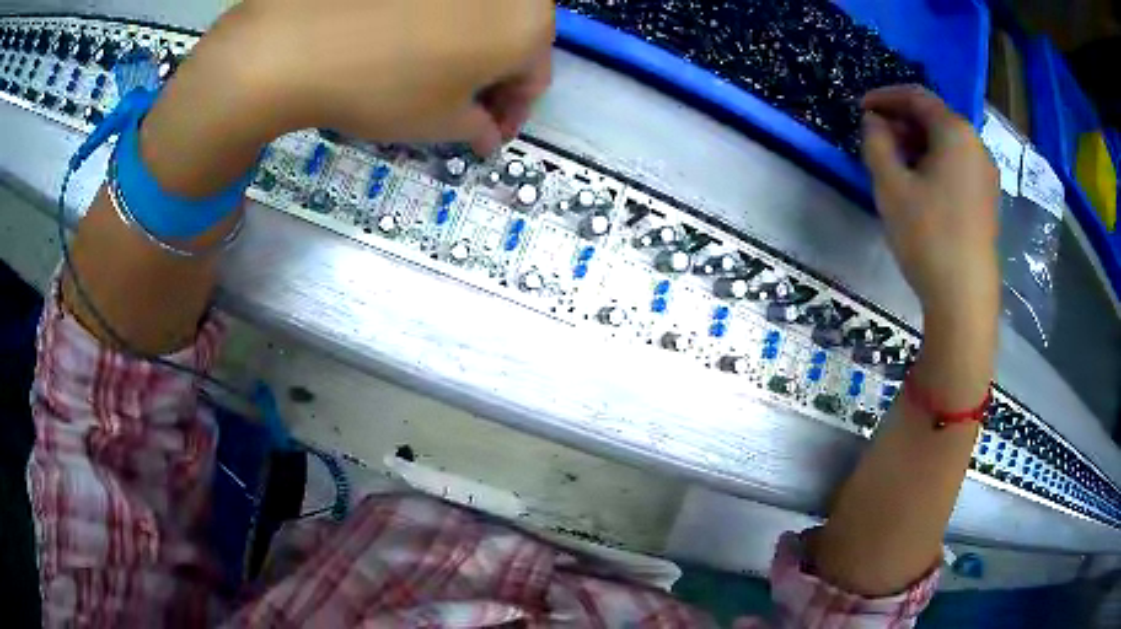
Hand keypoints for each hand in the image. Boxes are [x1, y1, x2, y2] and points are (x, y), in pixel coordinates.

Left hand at [230, 0, 553, 152]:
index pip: (535, 79)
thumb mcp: (438, 122)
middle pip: (513, 39)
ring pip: (482, 15)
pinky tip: (412, 41)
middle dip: (492, 78)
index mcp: (527, 27)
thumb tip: (487, 134)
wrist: (301, 43)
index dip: (513, 113)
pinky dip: (441, 24)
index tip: (488, 133)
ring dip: (470, 48)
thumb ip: (476, 128)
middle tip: (463, 107)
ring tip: (435, 75)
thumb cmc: (384, 88)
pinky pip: (447, 2)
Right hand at [861, 86, 999, 327]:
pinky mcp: (988, 199)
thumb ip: (877, 143)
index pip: (916, 97)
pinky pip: (958, 165)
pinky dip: (936, 163)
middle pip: (935, 118)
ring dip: (918, 144)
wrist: (964, 297)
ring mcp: (986, 174)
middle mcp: (976, 145)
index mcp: (955, 132)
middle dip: (903, 122)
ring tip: (896, 163)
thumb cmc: (927, 235)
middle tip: (877, 139)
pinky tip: (921, 185)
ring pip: (947, 143)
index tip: (861, 108)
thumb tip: (875, 122)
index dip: (885, 97)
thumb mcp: (891, 185)